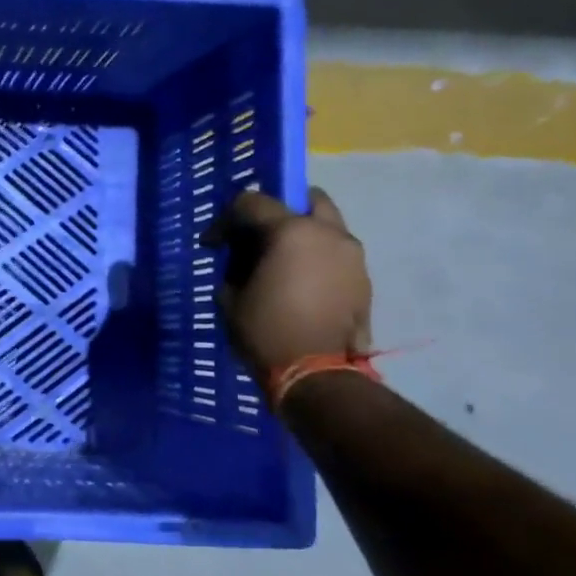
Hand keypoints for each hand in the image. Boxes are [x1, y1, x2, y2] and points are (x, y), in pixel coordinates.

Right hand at [202, 188, 371, 383]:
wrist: (316, 376)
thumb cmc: (266, 331)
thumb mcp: (230, 296)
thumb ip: (235, 266)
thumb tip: (241, 259)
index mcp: (292, 231)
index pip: (253, 203)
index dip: (225, 219)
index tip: (211, 243)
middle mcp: (329, 234)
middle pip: (309, 198)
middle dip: (282, 208)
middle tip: (260, 233)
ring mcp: (353, 257)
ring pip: (328, 227)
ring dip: (305, 235)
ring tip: (283, 262)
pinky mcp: (364, 282)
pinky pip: (338, 256)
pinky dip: (319, 259)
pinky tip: (302, 283)